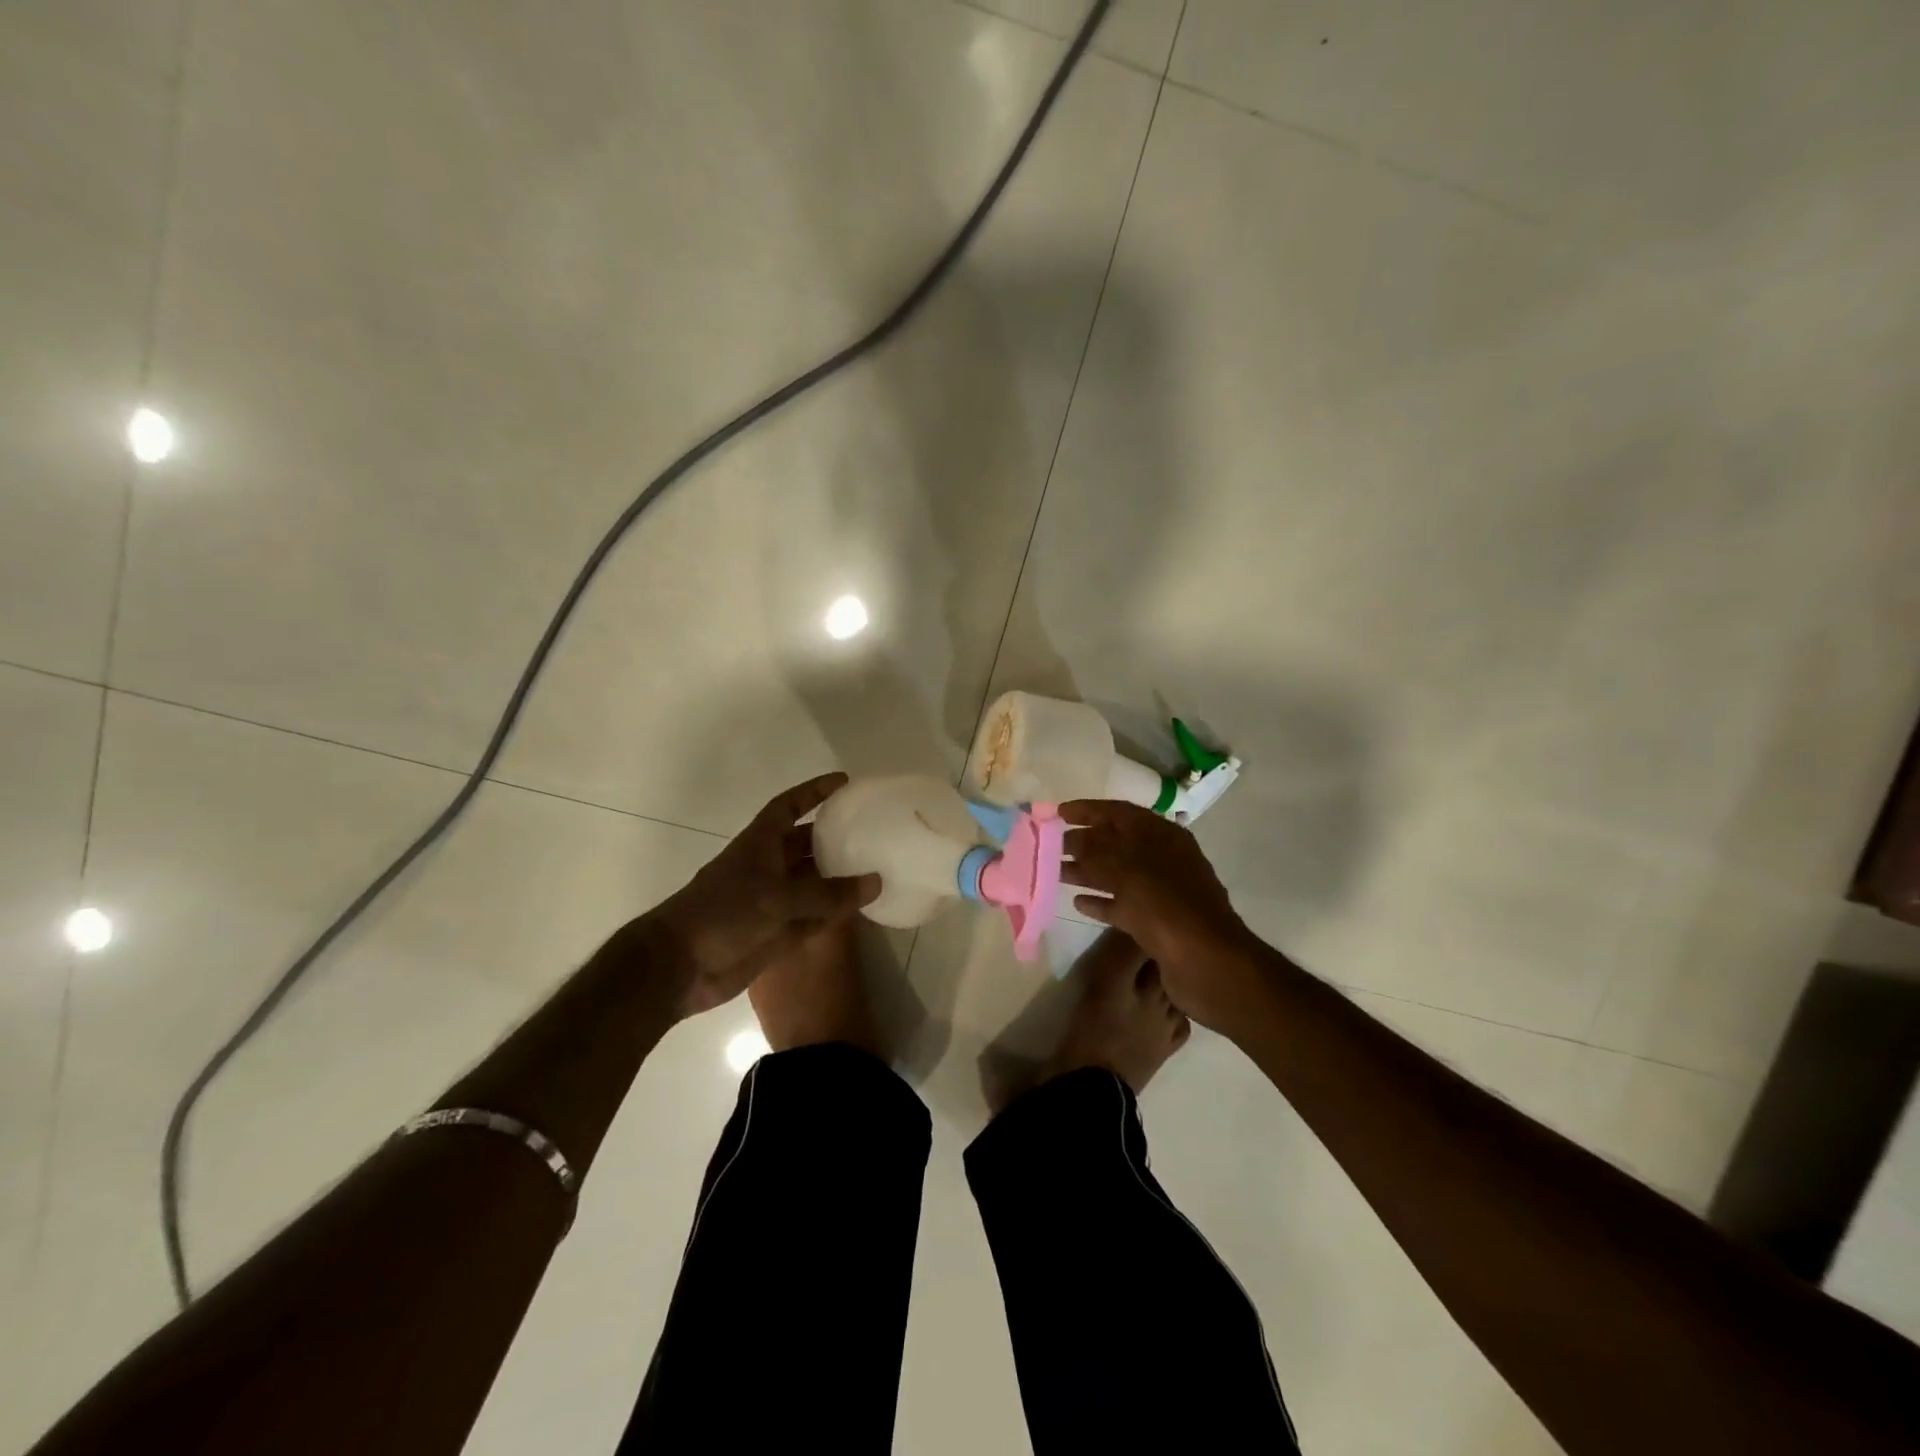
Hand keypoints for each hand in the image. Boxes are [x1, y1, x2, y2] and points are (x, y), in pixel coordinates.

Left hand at [656, 773, 878, 1014]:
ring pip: (813, 883)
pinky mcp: (778, 933)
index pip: (789, 806)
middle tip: (872, 831)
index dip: (814, 792)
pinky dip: (835, 913)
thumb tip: (875, 881)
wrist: (680, 966)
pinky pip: (814, 917)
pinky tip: (864, 909)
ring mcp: (773, 901)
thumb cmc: (722, 914)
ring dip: (839, 877)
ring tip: (877, 868)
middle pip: (806, 844)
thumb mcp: (776, 898)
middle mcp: (768, 867)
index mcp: (760, 844)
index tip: (844, 782)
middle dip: (834, 837)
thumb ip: (826, 893)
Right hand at [1061, 799, 1261, 1029]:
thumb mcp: (1125, 869)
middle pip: (1117, 842)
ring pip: (1117, 874)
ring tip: (1055, 872)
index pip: (1119, 812)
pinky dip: (1101, 902)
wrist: (1206, 962)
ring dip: (1087, 871)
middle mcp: (1163, 858)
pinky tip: (1077, 903)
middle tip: (1050, 845)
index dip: (1087, 810)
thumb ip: (1095, 851)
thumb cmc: (1165, 905)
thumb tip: (1073, 840)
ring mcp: (1162, 892)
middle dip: (1083, 841)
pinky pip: (1123, 905)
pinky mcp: (1157, 923)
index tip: (1057, 813)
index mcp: (1161, 835)